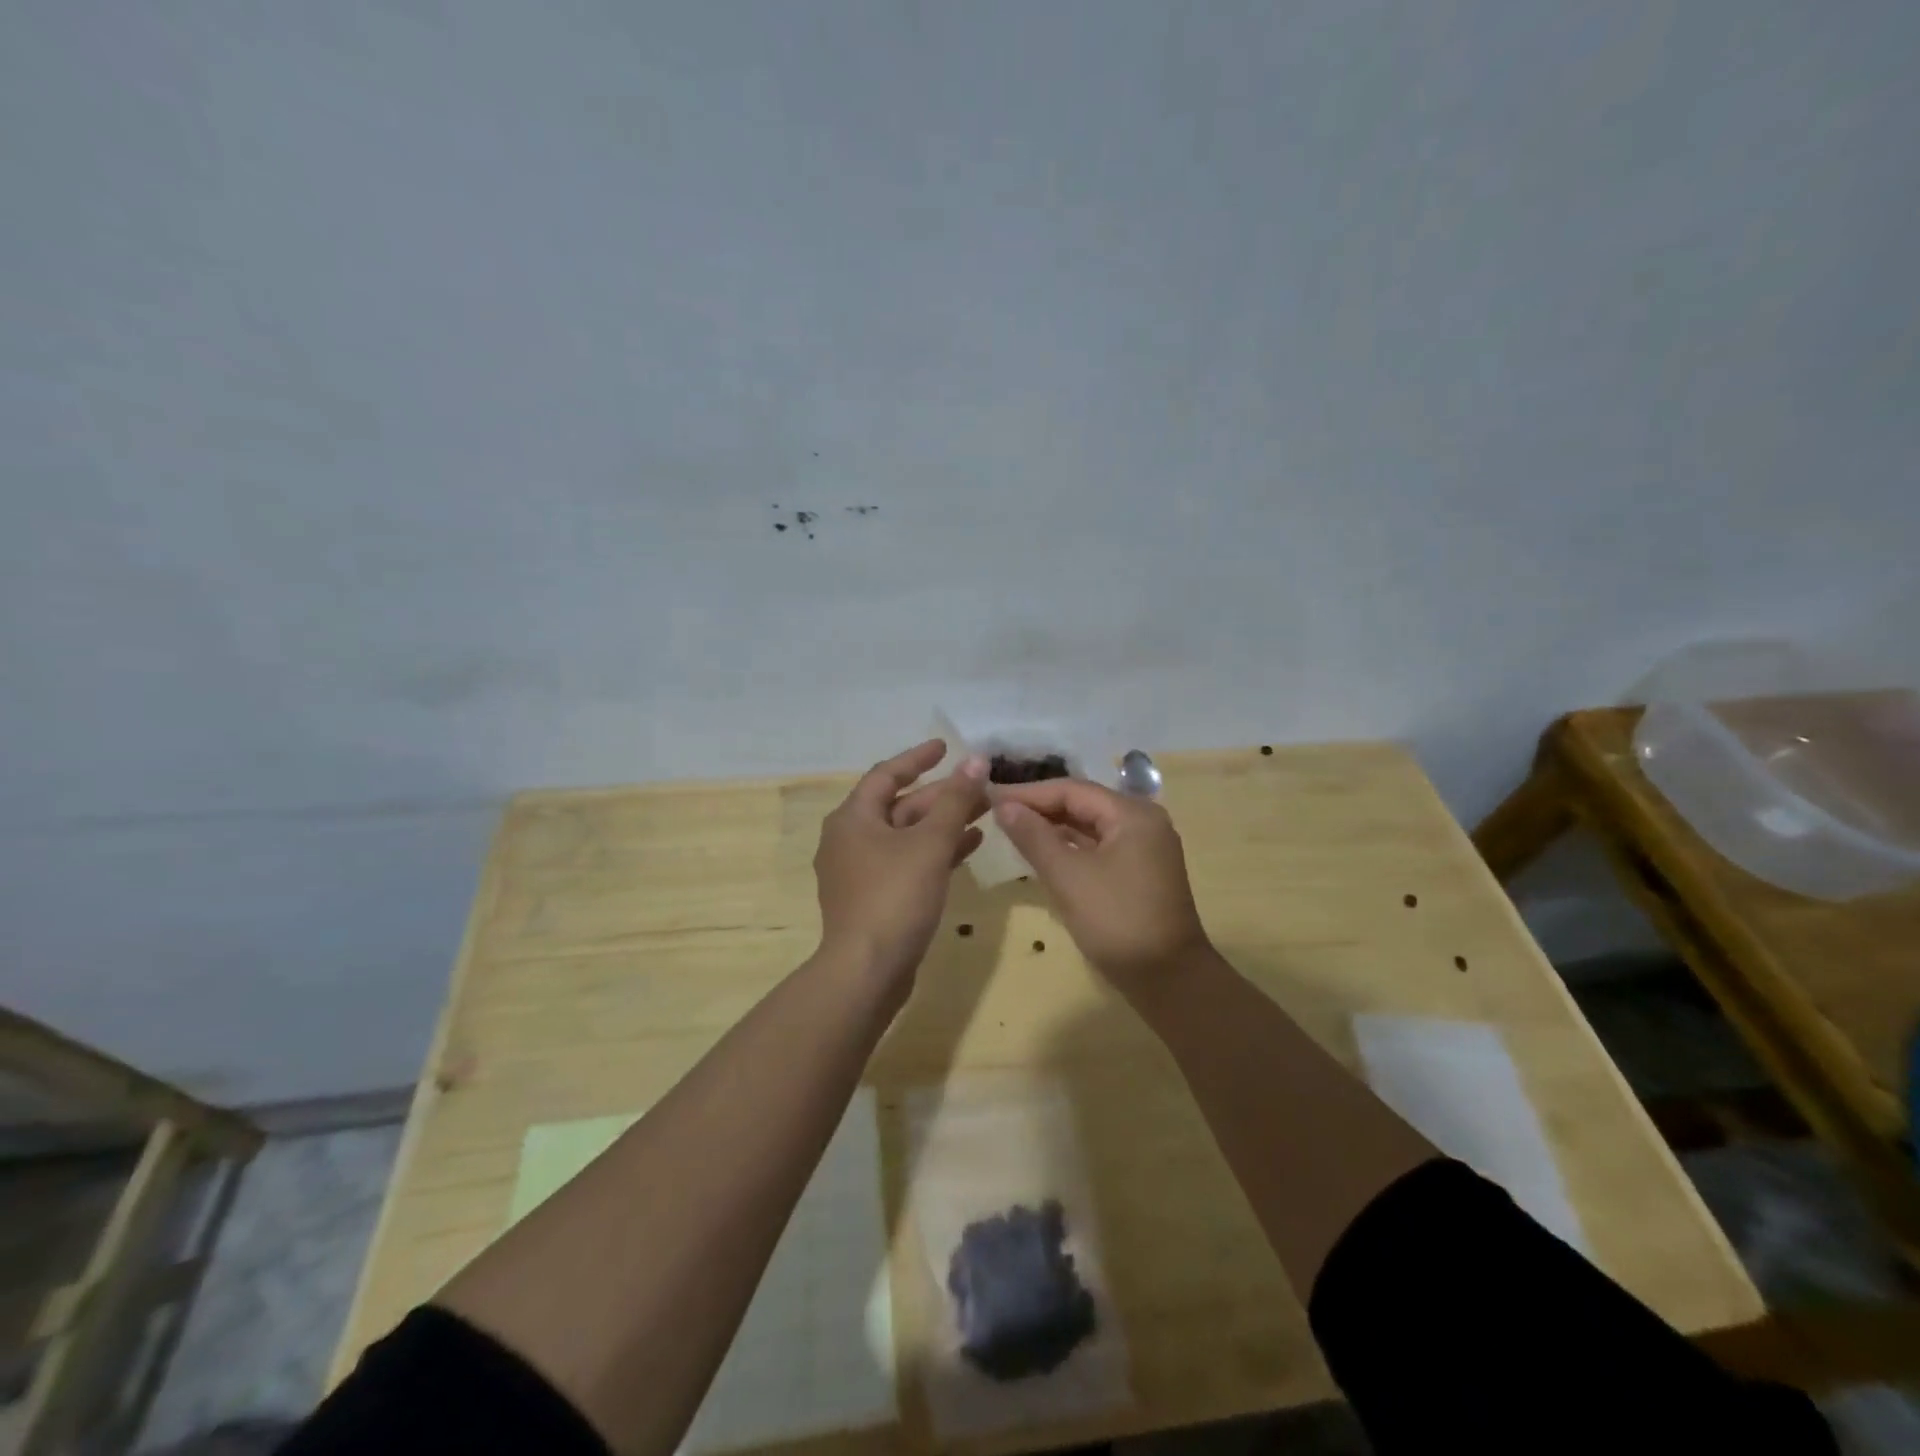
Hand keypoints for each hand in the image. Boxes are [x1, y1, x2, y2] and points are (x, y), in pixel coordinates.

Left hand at [814, 740, 989, 991]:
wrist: (867, 971)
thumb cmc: (895, 896)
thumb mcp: (930, 843)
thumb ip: (955, 800)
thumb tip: (976, 761)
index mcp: (853, 818)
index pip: (886, 774)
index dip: (918, 758)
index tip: (946, 747)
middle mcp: (850, 839)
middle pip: (900, 806)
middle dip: (942, 796)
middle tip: (981, 787)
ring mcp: (861, 871)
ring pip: (907, 836)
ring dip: (944, 824)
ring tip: (985, 813)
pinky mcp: (874, 898)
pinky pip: (907, 862)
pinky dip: (936, 852)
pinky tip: (970, 848)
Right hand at [994, 780, 1210, 989]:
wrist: (1168, 980)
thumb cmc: (1117, 921)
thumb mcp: (1068, 877)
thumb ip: (1034, 837)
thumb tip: (1004, 806)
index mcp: (1132, 814)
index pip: (1071, 790)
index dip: (1028, 793)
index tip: (990, 797)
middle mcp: (1143, 821)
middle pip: (1082, 804)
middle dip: (1040, 807)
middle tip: (996, 812)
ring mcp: (1144, 847)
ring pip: (1090, 826)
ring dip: (1053, 827)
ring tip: (1012, 828)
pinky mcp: (1140, 871)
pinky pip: (1099, 846)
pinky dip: (1070, 847)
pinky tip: (1042, 851)